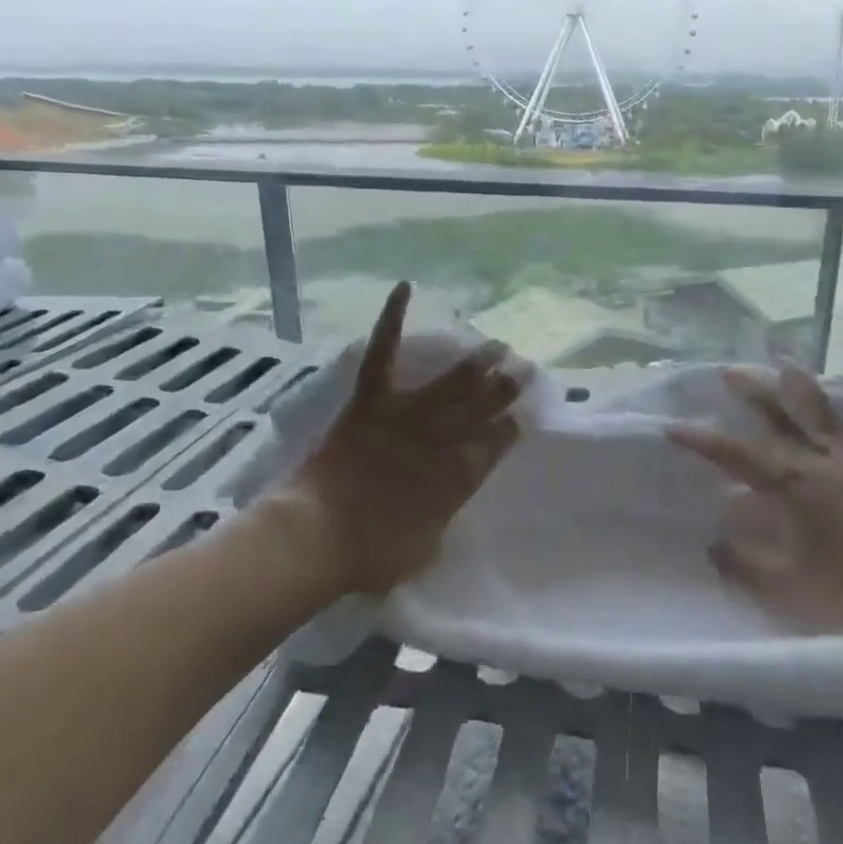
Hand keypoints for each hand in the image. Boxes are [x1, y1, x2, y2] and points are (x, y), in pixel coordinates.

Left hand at [270, 282, 522, 596]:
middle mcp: (439, 441)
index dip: (508, 430)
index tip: (520, 418)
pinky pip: (384, 354)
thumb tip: (441, 510)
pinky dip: (393, 319)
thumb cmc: (368, 555)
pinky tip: (405, 288)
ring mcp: (405, 416)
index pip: (493, 447)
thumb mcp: (421, 551)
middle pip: (480, 410)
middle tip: (525, 370)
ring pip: (450, 383)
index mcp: (455, 479)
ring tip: (498, 345)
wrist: (316, 536)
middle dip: (505, 390)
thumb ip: (438, 523)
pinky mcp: (370, 400)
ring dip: (476, 364)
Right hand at [667, 365, 842, 632]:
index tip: (673, 427)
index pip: (736, 454)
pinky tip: (826, 413)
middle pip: (778, 416)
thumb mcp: (795, 588)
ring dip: (793, 389)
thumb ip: (749, 565)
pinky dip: (828, 410)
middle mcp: (819, 462)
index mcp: (792, 485)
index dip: (702, 441)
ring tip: (784, 366)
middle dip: (750, 392)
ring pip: (815, 413)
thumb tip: (713, 543)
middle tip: (727, 370)